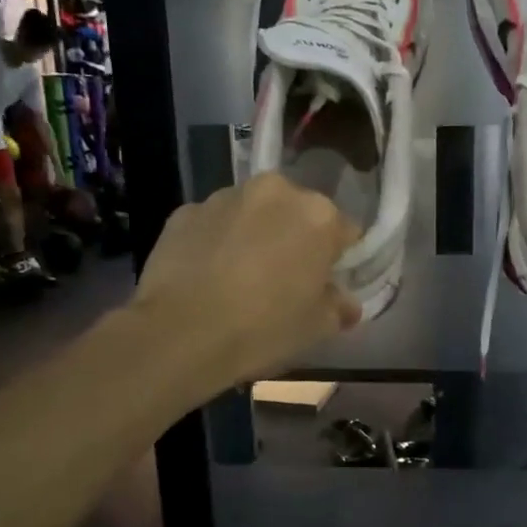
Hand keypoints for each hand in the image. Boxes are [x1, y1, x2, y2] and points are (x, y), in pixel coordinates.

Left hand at [133, 172, 361, 388]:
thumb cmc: (263, 328)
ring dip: (256, 235)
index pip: (346, 232)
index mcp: (318, 215)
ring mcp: (225, 197)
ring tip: (241, 278)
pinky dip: (218, 242)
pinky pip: (215, 224)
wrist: (180, 334)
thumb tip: (346, 304)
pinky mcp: (185, 211)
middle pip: (297, 214)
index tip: (328, 284)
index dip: (339, 260)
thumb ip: (339, 307)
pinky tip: (209, 276)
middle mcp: (275, 192)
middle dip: (296, 240)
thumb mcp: (316, 328)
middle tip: (285, 280)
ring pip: (254, 214)